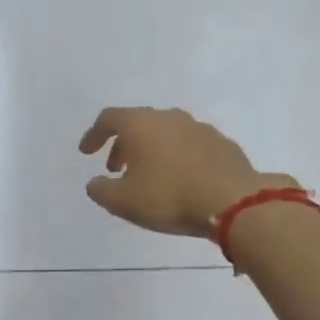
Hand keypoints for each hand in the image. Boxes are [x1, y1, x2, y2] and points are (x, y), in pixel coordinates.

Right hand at [79, 107, 294, 237]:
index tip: (87, 152)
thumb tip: (94, 183)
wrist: (233, 201)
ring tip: (148, 177)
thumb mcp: (122, 201)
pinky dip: (177, 158)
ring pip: (165, 133)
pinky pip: (189, 146)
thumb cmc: (168, 197)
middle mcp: (169, 117)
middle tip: (115, 169)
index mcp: (140, 124)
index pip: (109, 119)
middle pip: (138, 124)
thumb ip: (101, 190)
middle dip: (123, 145)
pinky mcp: (222, 144)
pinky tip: (180, 180)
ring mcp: (199, 128)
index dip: (94, 135)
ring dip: (151, 151)